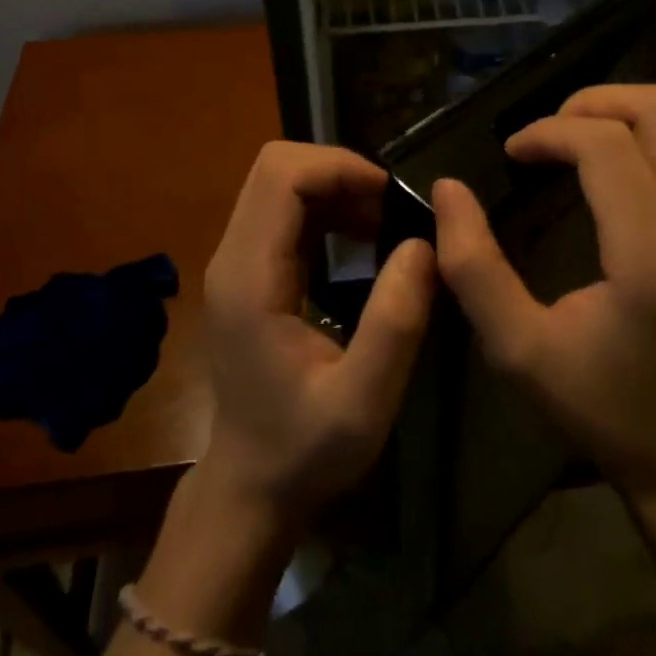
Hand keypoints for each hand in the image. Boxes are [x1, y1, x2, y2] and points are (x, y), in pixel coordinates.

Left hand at [200, 143, 436, 529]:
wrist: (249, 488)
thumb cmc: (304, 450)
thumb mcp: (364, 400)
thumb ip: (395, 321)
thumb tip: (422, 243)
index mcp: (250, 278)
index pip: (281, 175)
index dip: (340, 167)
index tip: (392, 197)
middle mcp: (233, 257)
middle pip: (276, 168)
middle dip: (340, 172)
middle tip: (392, 210)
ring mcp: (236, 264)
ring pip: (279, 185)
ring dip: (336, 189)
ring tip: (385, 225)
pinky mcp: (248, 274)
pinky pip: (284, 213)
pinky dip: (327, 210)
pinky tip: (362, 242)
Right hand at [432, 85, 655, 501]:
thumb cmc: (603, 409)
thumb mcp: (518, 349)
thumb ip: (473, 267)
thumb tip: (449, 190)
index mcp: (651, 254)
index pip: (606, 145)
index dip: (548, 132)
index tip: (510, 155)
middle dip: (592, 102)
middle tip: (545, 135)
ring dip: (629, 108)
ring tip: (579, 135)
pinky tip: (616, 160)